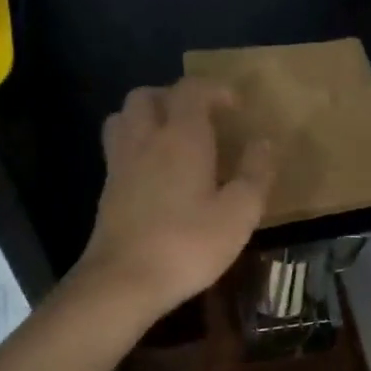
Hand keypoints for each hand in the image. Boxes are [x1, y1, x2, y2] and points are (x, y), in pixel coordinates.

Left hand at [73, 79, 273, 321]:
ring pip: (124, 117)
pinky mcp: (107, 189)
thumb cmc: (188, 244)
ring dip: (147, 116)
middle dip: (174, 97)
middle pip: (147, 96)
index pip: (192, 90)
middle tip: (199, 118)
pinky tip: (154, 172)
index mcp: (181, 137)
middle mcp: (145, 139)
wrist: (124, 281)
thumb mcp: (239, 213)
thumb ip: (255, 173)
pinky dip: (136, 144)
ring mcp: (120, 163)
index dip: (214, 89)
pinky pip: (118, 148)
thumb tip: (263, 143)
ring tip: (171, 137)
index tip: (235, 106)